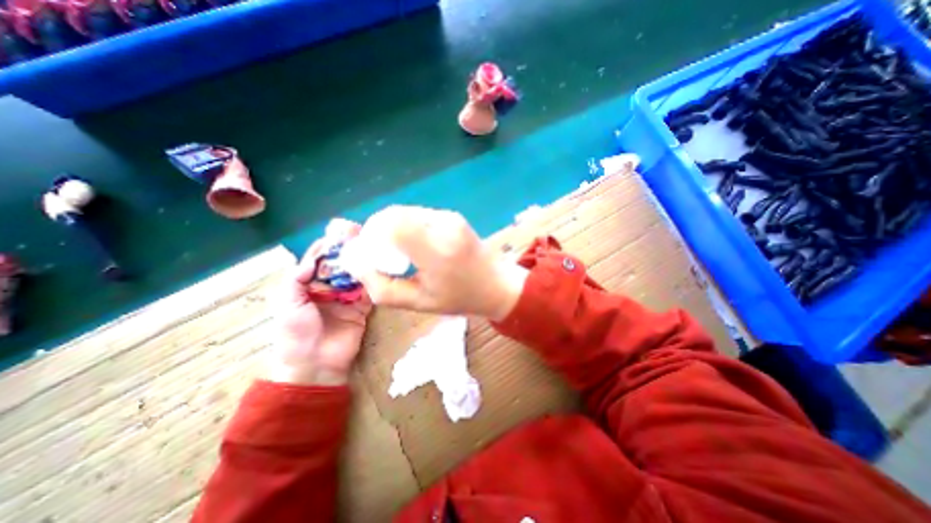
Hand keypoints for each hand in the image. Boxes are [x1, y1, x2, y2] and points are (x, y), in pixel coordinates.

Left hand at [264, 219, 372, 386]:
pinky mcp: (362, 308)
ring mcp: (348, 298)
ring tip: (374, 247)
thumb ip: (296, 280)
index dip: (327, 248)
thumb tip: (314, 259)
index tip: (338, 233)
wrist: (315, 363)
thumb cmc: (295, 333)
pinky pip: (369, 292)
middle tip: (362, 236)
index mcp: (309, 286)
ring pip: (357, 276)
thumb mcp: (287, 304)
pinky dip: (374, 281)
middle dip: (350, 252)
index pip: (319, 262)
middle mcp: (329, 289)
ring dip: (364, 263)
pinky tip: (381, 268)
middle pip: (341, 266)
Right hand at [340, 207, 526, 319]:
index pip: (391, 224)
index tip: (372, 253)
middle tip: (384, 255)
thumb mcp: (418, 303)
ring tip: (402, 252)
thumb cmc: (459, 298)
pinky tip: (417, 244)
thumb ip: (382, 287)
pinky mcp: (453, 215)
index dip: (372, 234)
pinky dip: (409, 226)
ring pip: (405, 212)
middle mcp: (444, 226)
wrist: (496, 285)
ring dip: (394, 228)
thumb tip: (356, 263)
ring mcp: (451, 217)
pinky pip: (419, 215)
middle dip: (379, 231)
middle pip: (395, 214)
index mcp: (437, 251)